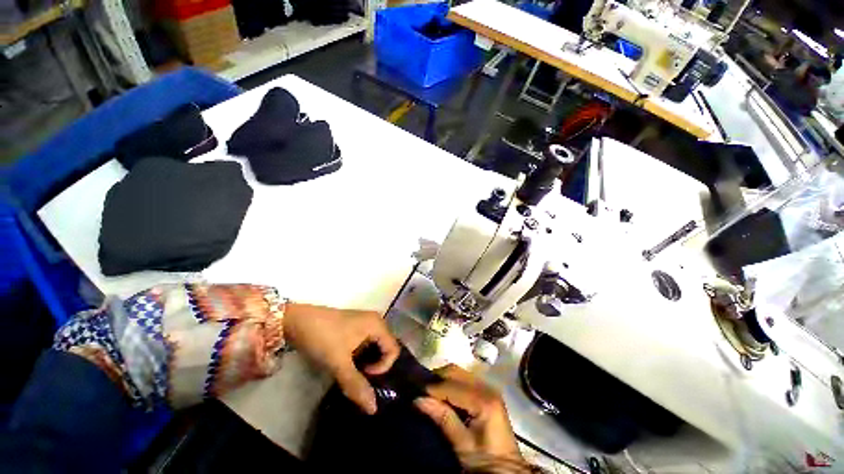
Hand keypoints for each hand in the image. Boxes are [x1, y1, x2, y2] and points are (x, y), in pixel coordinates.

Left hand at [283, 303, 399, 413]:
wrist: (296, 320)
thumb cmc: (323, 337)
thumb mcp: (338, 362)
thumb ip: (356, 385)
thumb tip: (374, 409)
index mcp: (377, 324)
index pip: (393, 350)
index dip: (383, 367)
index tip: (364, 375)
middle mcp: (374, 322)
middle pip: (385, 348)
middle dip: (376, 367)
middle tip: (360, 380)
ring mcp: (364, 324)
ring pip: (374, 348)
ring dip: (367, 363)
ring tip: (353, 375)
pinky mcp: (354, 329)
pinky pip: (365, 345)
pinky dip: (360, 358)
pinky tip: (348, 366)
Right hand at [414, 364, 522, 467]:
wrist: (505, 469)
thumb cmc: (485, 460)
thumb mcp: (463, 444)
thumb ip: (443, 418)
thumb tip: (418, 399)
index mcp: (484, 400)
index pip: (452, 386)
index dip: (433, 388)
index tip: (416, 392)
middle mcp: (486, 387)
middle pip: (456, 372)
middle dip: (437, 378)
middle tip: (421, 389)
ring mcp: (487, 387)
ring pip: (459, 373)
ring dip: (443, 379)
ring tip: (429, 391)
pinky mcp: (485, 392)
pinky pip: (464, 379)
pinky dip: (451, 383)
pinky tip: (442, 393)